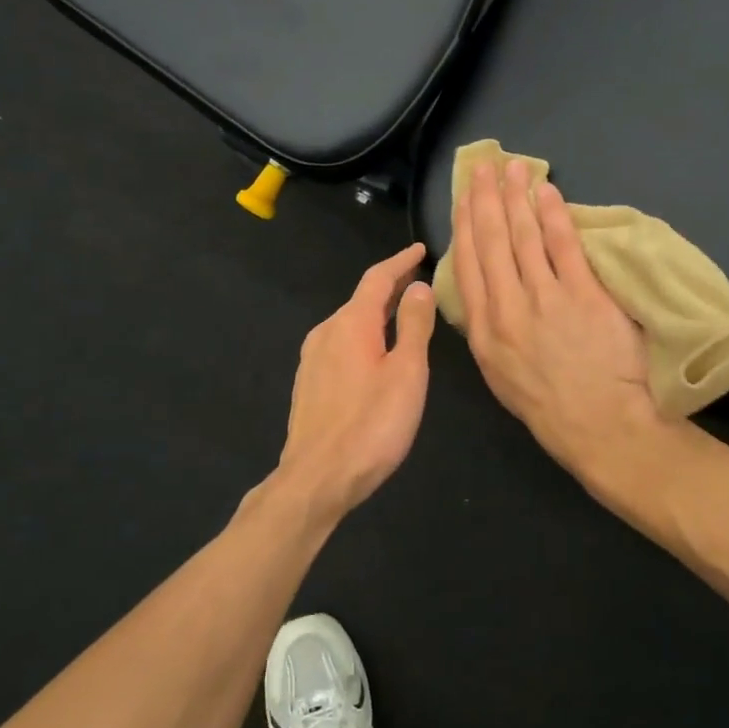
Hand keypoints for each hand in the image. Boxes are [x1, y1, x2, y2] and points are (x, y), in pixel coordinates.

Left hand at [273, 243, 435, 518]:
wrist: (317, 478)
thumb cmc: (372, 424)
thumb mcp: (406, 372)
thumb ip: (414, 326)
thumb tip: (418, 287)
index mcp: (351, 323)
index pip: (378, 279)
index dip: (401, 262)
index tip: (420, 249)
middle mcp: (325, 332)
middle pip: (361, 300)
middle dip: (390, 288)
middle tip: (419, 283)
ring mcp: (312, 359)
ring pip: (349, 324)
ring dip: (376, 315)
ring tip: (402, 316)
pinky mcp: (308, 384)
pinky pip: (340, 345)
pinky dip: (362, 338)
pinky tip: (374, 355)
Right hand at [452, 160, 661, 476]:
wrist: (600, 426)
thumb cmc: (548, 406)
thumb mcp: (500, 374)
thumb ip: (488, 330)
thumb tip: (485, 292)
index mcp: (483, 329)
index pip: (468, 264)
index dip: (465, 225)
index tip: (464, 197)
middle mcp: (507, 308)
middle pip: (492, 242)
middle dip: (486, 199)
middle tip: (484, 167)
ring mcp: (546, 299)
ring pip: (525, 237)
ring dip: (517, 197)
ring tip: (514, 168)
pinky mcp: (584, 295)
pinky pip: (565, 246)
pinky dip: (555, 216)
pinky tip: (548, 193)